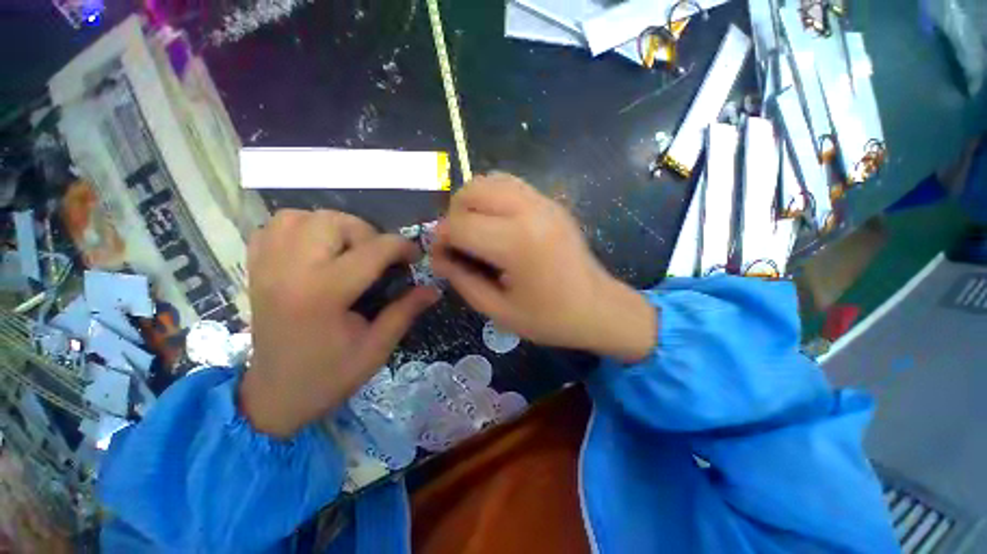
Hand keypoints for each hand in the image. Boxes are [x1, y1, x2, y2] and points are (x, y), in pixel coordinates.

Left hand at [240, 210, 439, 437]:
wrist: (275, 396)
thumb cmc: (330, 376)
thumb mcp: (378, 348)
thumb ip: (406, 311)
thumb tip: (434, 288)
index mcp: (324, 294)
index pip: (373, 250)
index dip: (402, 247)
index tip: (414, 257)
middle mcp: (291, 272)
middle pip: (333, 222)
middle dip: (367, 233)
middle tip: (378, 257)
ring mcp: (268, 268)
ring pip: (301, 216)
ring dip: (333, 226)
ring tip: (349, 249)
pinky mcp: (257, 270)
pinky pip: (274, 227)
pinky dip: (300, 227)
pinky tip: (317, 248)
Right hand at [431, 173, 656, 361]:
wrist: (598, 308)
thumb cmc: (549, 318)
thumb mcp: (498, 310)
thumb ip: (462, 280)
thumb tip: (438, 257)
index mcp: (517, 242)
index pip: (460, 225)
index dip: (441, 240)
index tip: (440, 257)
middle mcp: (530, 211)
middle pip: (472, 190)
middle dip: (454, 215)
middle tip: (458, 242)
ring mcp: (544, 202)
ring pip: (490, 180)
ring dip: (472, 202)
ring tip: (475, 230)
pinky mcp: (551, 202)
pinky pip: (510, 185)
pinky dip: (492, 198)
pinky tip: (496, 224)